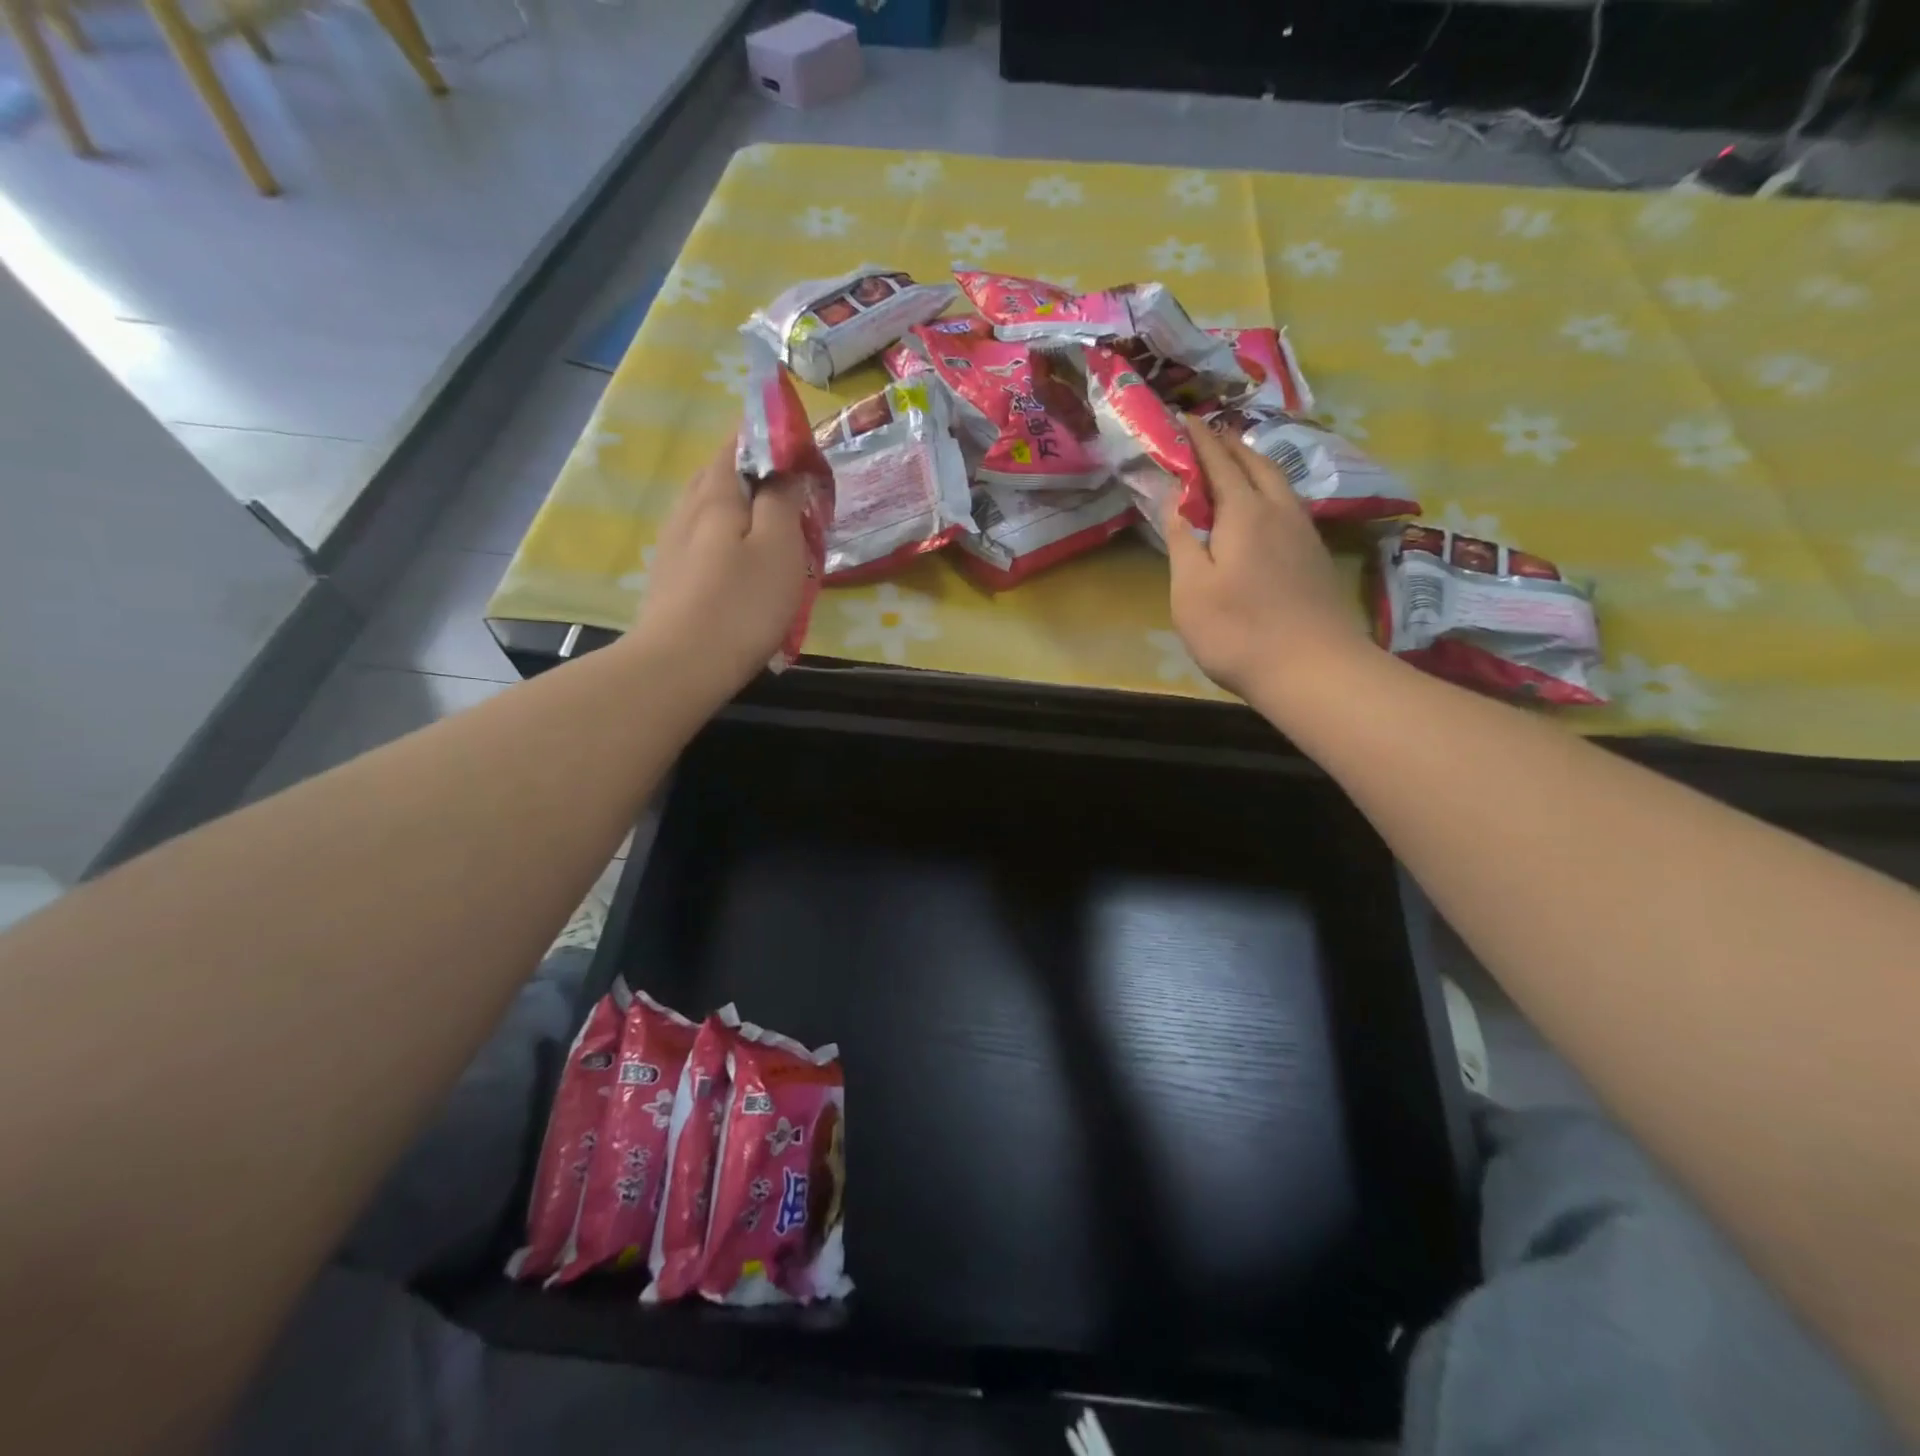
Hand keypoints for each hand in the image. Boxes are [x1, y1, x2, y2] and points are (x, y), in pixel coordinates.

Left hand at [627, 437, 813, 700]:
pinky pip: (703, 539)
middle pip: (719, 473)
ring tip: (771, 525)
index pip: (738, 443)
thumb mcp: (779, 547)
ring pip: (709, 508)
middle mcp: (686, 510)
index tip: (798, 446)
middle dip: (754, 471)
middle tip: (790, 487)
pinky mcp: (670, 577)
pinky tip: (740, 561)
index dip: (768, 436)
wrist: (681, 666)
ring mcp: (672, 545)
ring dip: (740, 507)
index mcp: (715, 494)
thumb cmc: (741, 604)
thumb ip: (783, 501)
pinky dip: (726, 536)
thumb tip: (787, 470)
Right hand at [1163, 419, 1368, 706]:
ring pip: (1277, 482)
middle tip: (1207, 435)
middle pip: (1255, 464)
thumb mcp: (1191, 590)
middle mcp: (1279, 511)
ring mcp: (1304, 532)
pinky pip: (1288, 503)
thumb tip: (1175, 499)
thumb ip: (1182, 540)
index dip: (1199, 440)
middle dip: (1229, 445)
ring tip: (1235, 461)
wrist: (1313, 669)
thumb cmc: (1238, 631)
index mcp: (1244, 513)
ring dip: (1253, 464)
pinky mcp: (1315, 555)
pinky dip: (1268, 489)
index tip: (1183, 418)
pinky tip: (1263, 505)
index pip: (1218, 463)